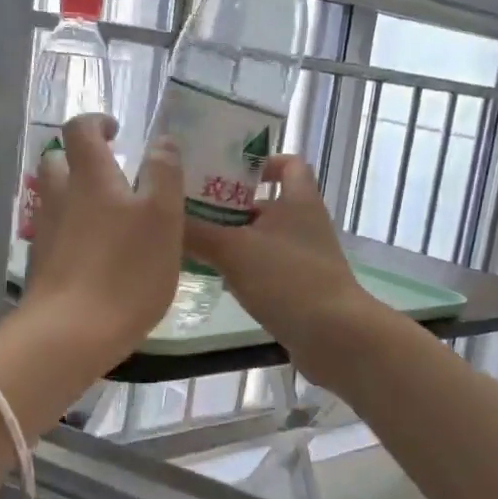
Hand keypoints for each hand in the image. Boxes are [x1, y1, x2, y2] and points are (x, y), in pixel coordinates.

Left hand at [23, 113, 184, 369]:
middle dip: (81, 161)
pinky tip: (96, 258)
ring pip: (55, 200)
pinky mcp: (40, 265)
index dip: (96, 122)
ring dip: (77, 198)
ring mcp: (45, 233)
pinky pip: (55, 234)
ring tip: (111, 221)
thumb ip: (164, 174)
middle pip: (58, 163)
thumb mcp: (163, 218)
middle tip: (113, 177)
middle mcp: (59, 197)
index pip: (80, 129)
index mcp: (90, 178)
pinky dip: (73, 234)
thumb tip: (161, 142)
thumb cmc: (126, 271)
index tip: (116, 132)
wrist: (71, 334)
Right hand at [183, 154, 381, 384]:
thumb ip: (196, 232)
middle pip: (265, 203)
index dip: (260, 162)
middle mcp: (304, 224)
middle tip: (191, 206)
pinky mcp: (298, 288)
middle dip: (230, 204)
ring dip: (232, 238)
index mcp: (298, 200)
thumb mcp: (233, 250)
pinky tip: (214, 277)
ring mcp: (303, 258)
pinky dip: (242, 269)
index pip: (288, 164)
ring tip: (192, 241)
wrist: (334, 337)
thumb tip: (163, 217)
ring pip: (262, 238)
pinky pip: (265, 268)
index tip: (226, 169)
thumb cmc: (288, 279)